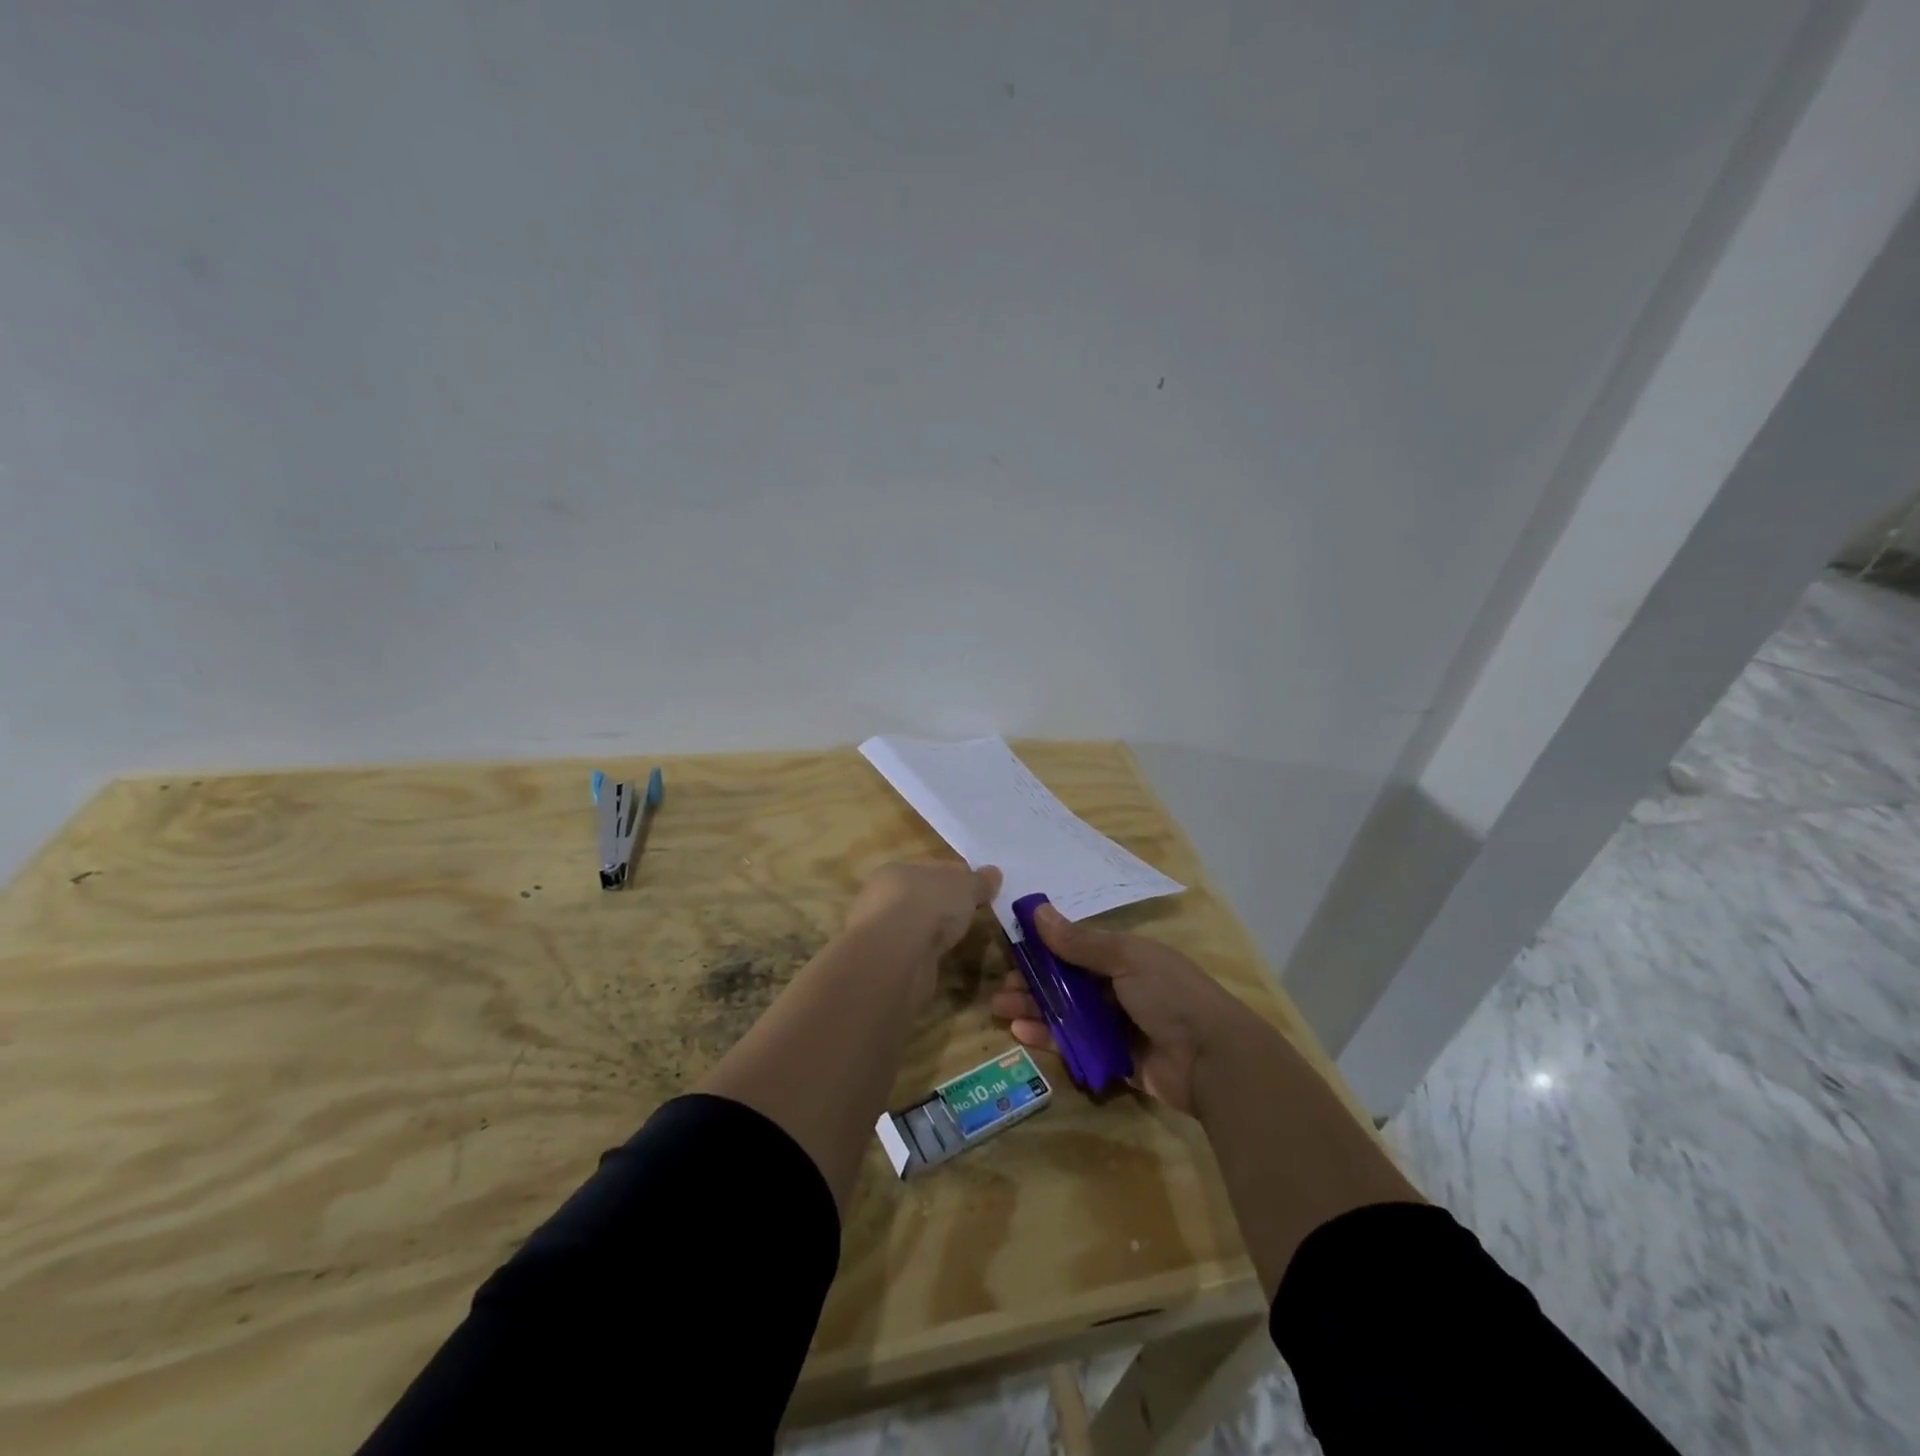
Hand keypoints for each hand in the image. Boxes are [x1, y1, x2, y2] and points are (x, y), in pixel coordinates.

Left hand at [844, 861, 1002, 964]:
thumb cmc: (929, 903)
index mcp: (898, 870)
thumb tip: (994, 873)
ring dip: (934, 931)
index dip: (957, 876)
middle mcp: (884, 898)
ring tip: (960, 938)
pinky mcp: (888, 963)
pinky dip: (928, 954)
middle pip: (922, 897)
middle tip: (972, 913)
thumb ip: (979, 881)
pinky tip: (943, 958)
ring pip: (917, 926)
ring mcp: (885, 932)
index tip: (979, 888)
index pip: (932, 869)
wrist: (896, 954)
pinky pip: (915, 952)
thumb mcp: (965, 886)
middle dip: (944, 904)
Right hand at [990, 903, 1246, 1114]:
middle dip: (1033, 983)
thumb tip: (1037, 911)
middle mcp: (1119, 987)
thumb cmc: (1170, 996)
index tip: (1012, 950)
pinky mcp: (1114, 1057)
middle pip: (1066, 982)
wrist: (1212, 1060)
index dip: (1044, 948)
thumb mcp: (1126, 958)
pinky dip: (1048, 1038)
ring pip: (1066, 1013)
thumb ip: (1080, 942)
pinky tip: (1021, 1034)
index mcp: (1126, 957)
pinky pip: (1074, 1045)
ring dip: (1034, 1010)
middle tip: (1001, 989)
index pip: (1076, 948)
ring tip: (1000, 1011)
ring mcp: (1117, 1024)